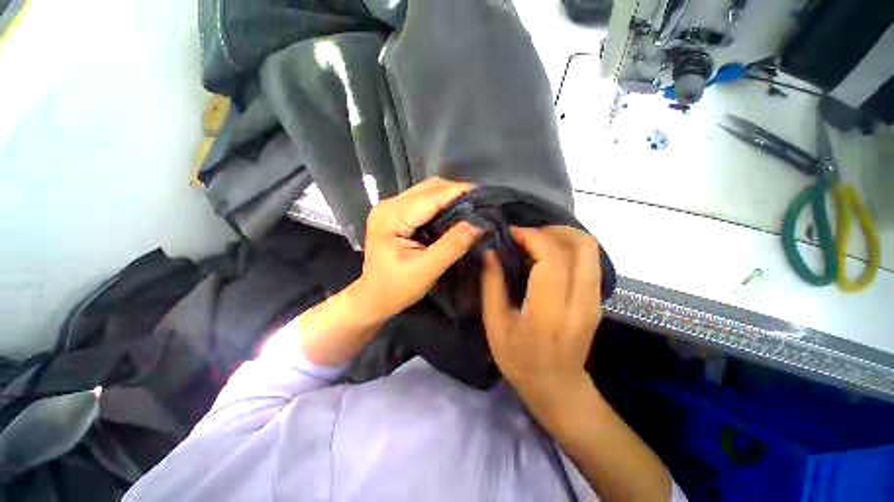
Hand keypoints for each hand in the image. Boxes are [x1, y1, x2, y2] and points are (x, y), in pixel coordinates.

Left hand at [355, 177, 482, 322]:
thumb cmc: (396, 289)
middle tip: (481, 204)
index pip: (431, 196)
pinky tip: (454, 213)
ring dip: (450, 197)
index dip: (460, 192)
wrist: (373, 298)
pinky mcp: (395, 213)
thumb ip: (453, 246)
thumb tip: (479, 224)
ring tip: (471, 208)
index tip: (486, 195)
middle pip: (429, 188)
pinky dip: (442, 204)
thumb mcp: (427, 270)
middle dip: (457, 193)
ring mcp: (390, 207)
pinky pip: (424, 201)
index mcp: (391, 217)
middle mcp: (389, 205)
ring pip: (427, 191)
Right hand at [480, 226, 602, 410]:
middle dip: (552, 230)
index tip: (512, 233)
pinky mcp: (597, 299)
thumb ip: (491, 285)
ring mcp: (594, 300)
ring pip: (590, 249)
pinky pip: (589, 260)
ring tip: (536, 241)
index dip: (532, 236)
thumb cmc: (520, 361)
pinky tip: (547, 256)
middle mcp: (580, 301)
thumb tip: (489, 252)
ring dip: (562, 236)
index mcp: (549, 311)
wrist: (558, 388)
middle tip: (527, 234)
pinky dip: (568, 248)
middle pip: (582, 245)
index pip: (552, 257)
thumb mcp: (495, 325)